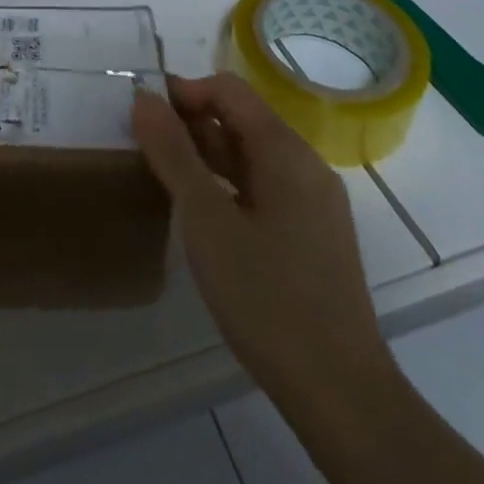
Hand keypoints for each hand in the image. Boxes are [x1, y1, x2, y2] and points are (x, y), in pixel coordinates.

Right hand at [131, 73, 392, 410]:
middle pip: (242, 119)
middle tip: (146, 148)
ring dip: (207, 155)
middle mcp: (306, 165)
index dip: (184, 92)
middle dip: (192, 123)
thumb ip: (172, 153)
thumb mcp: (205, 219)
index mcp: (286, 151)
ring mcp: (314, 203)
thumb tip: (144, 97)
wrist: (340, 393)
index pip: (229, 90)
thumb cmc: (266, 297)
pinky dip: (228, 185)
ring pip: (252, 156)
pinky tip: (203, 215)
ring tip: (165, 178)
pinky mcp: (313, 236)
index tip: (144, 116)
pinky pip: (264, 188)